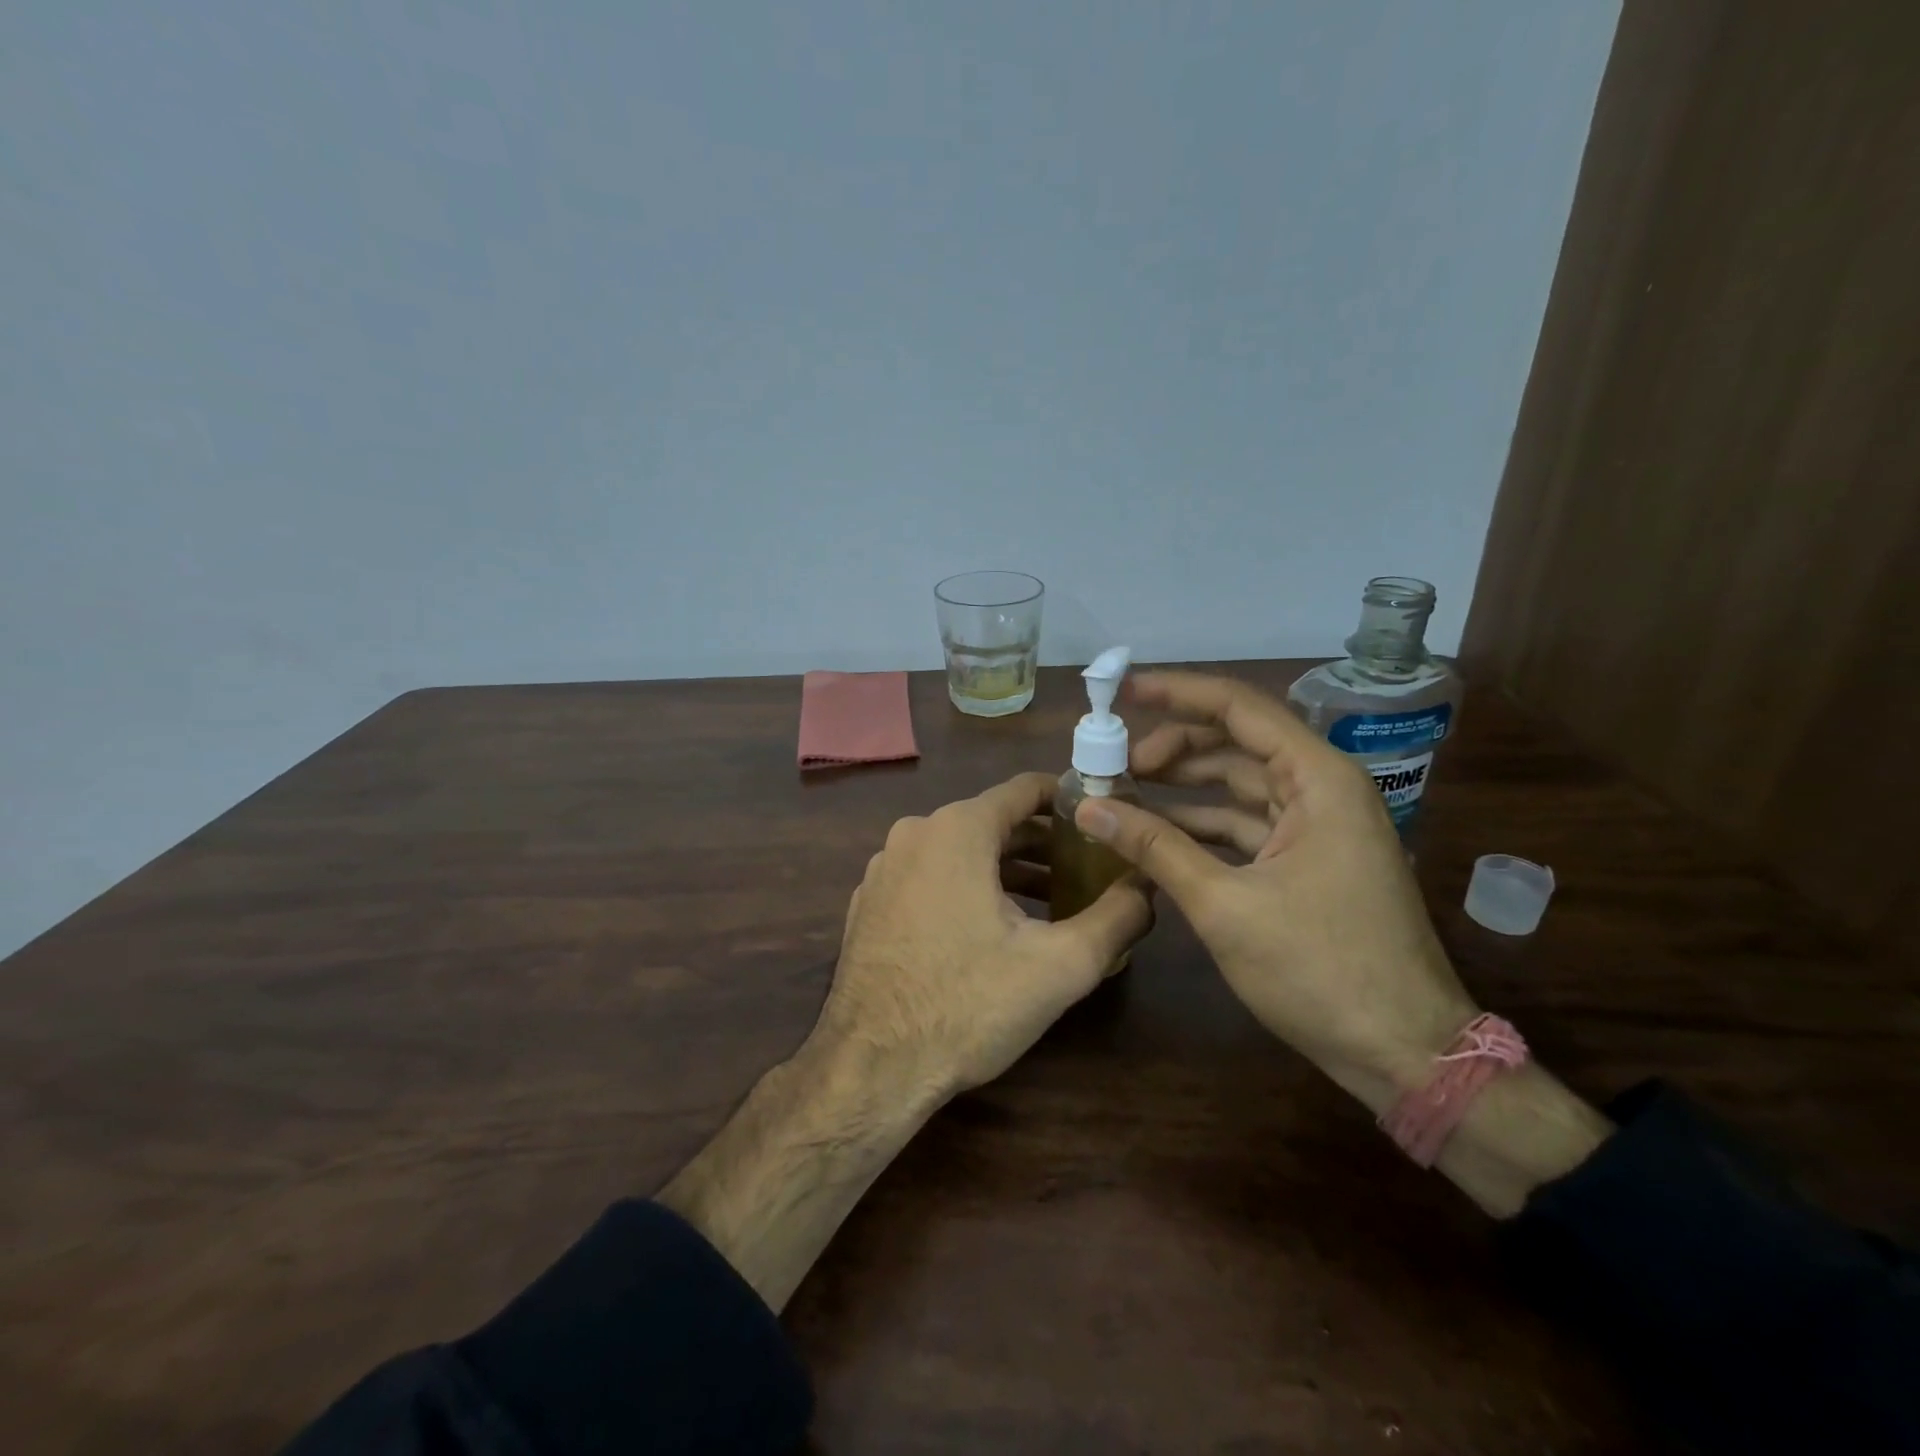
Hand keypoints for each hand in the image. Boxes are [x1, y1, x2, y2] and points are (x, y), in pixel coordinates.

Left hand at [817, 771, 1151, 1101]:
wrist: (871, 1067)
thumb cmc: (968, 1005)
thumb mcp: (1060, 965)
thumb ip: (1118, 916)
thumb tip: (1151, 885)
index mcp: (957, 829)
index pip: (1025, 790)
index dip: (1071, 800)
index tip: (1105, 820)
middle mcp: (914, 834)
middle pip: (994, 822)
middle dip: (1045, 844)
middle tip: (1090, 871)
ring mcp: (885, 868)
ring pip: (961, 852)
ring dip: (1009, 871)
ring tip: (1054, 904)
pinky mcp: (871, 903)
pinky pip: (930, 877)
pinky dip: (968, 888)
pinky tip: (994, 930)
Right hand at [1074, 671, 1478, 1107]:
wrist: (1403, 1053)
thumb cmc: (1320, 970)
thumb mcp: (1224, 904)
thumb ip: (1155, 847)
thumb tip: (1088, 807)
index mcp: (1317, 779)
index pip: (1239, 708)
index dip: (1175, 692)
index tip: (1120, 688)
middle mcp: (1321, 790)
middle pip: (1235, 743)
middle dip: (1171, 747)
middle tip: (1112, 762)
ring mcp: (1316, 828)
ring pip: (1236, 786)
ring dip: (1181, 788)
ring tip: (1120, 792)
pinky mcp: (1307, 863)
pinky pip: (1244, 826)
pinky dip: (1199, 826)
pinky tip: (1154, 834)